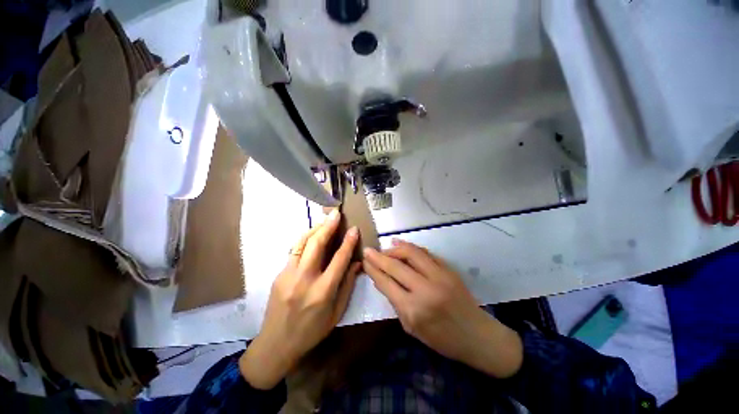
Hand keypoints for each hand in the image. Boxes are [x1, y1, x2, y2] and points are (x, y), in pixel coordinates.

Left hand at [240, 210, 361, 388]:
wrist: (276, 345)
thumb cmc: (312, 332)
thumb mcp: (337, 313)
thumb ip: (347, 285)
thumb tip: (357, 263)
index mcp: (323, 292)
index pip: (339, 260)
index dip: (348, 242)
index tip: (354, 229)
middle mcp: (304, 280)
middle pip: (317, 245)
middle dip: (328, 226)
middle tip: (336, 213)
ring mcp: (288, 275)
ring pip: (302, 243)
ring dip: (315, 228)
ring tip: (324, 220)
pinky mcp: (279, 274)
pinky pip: (294, 251)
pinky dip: (305, 239)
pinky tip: (312, 235)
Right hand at [363, 240, 522, 377]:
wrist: (477, 335)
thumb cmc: (442, 339)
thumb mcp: (411, 328)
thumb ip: (395, 302)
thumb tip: (383, 280)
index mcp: (414, 309)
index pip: (386, 283)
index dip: (373, 270)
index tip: (364, 261)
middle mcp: (425, 289)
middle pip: (396, 266)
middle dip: (378, 256)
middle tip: (368, 250)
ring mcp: (439, 276)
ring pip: (411, 253)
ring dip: (394, 249)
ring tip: (384, 248)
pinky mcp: (448, 269)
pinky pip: (425, 253)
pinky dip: (411, 248)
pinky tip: (400, 245)